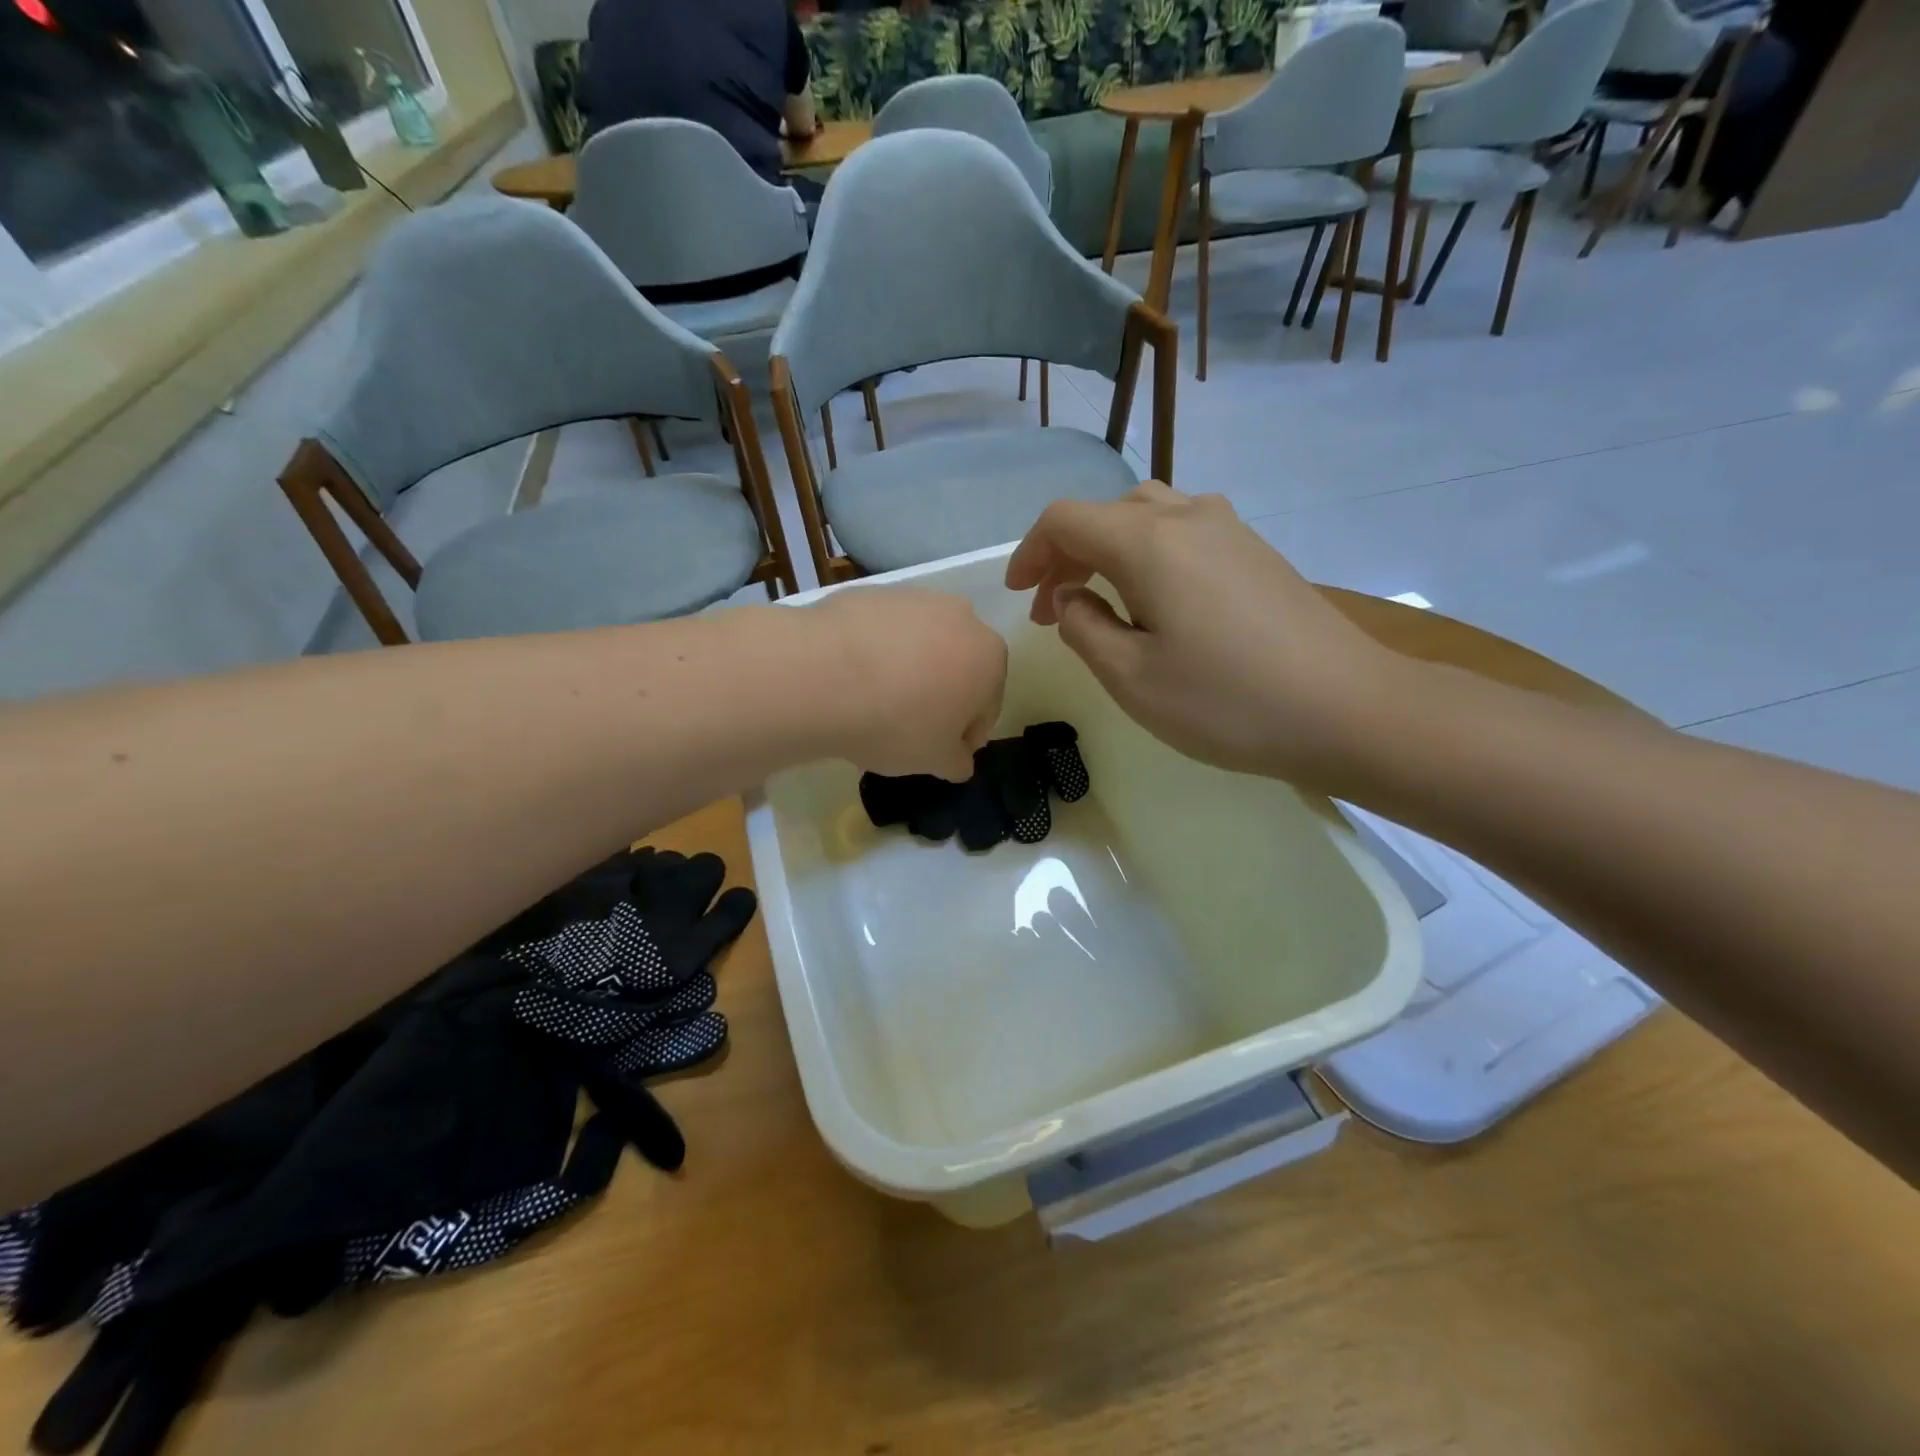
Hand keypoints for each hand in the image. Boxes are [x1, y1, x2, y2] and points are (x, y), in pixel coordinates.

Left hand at [806, 588, 1006, 781]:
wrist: (824, 675)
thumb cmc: (897, 723)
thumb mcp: (936, 761)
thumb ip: (958, 760)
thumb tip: (960, 758)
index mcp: (990, 658)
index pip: (987, 704)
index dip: (966, 733)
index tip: (943, 751)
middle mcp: (961, 617)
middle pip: (957, 665)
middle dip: (941, 693)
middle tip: (909, 725)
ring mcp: (915, 598)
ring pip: (921, 643)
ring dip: (909, 668)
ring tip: (875, 700)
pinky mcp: (872, 592)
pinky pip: (883, 631)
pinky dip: (875, 651)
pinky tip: (851, 677)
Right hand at [1005, 483, 1403, 784]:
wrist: (1346, 709)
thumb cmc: (1226, 702)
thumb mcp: (1131, 678)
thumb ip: (1084, 628)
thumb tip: (1071, 596)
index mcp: (1148, 543)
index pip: (1066, 519)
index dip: (1031, 552)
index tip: (1019, 595)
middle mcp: (1188, 517)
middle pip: (1106, 513)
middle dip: (1067, 555)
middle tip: (1053, 609)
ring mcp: (1229, 529)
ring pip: (1147, 516)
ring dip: (1108, 551)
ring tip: (1099, 601)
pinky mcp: (1256, 551)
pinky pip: (1183, 532)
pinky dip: (1148, 554)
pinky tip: (1155, 600)